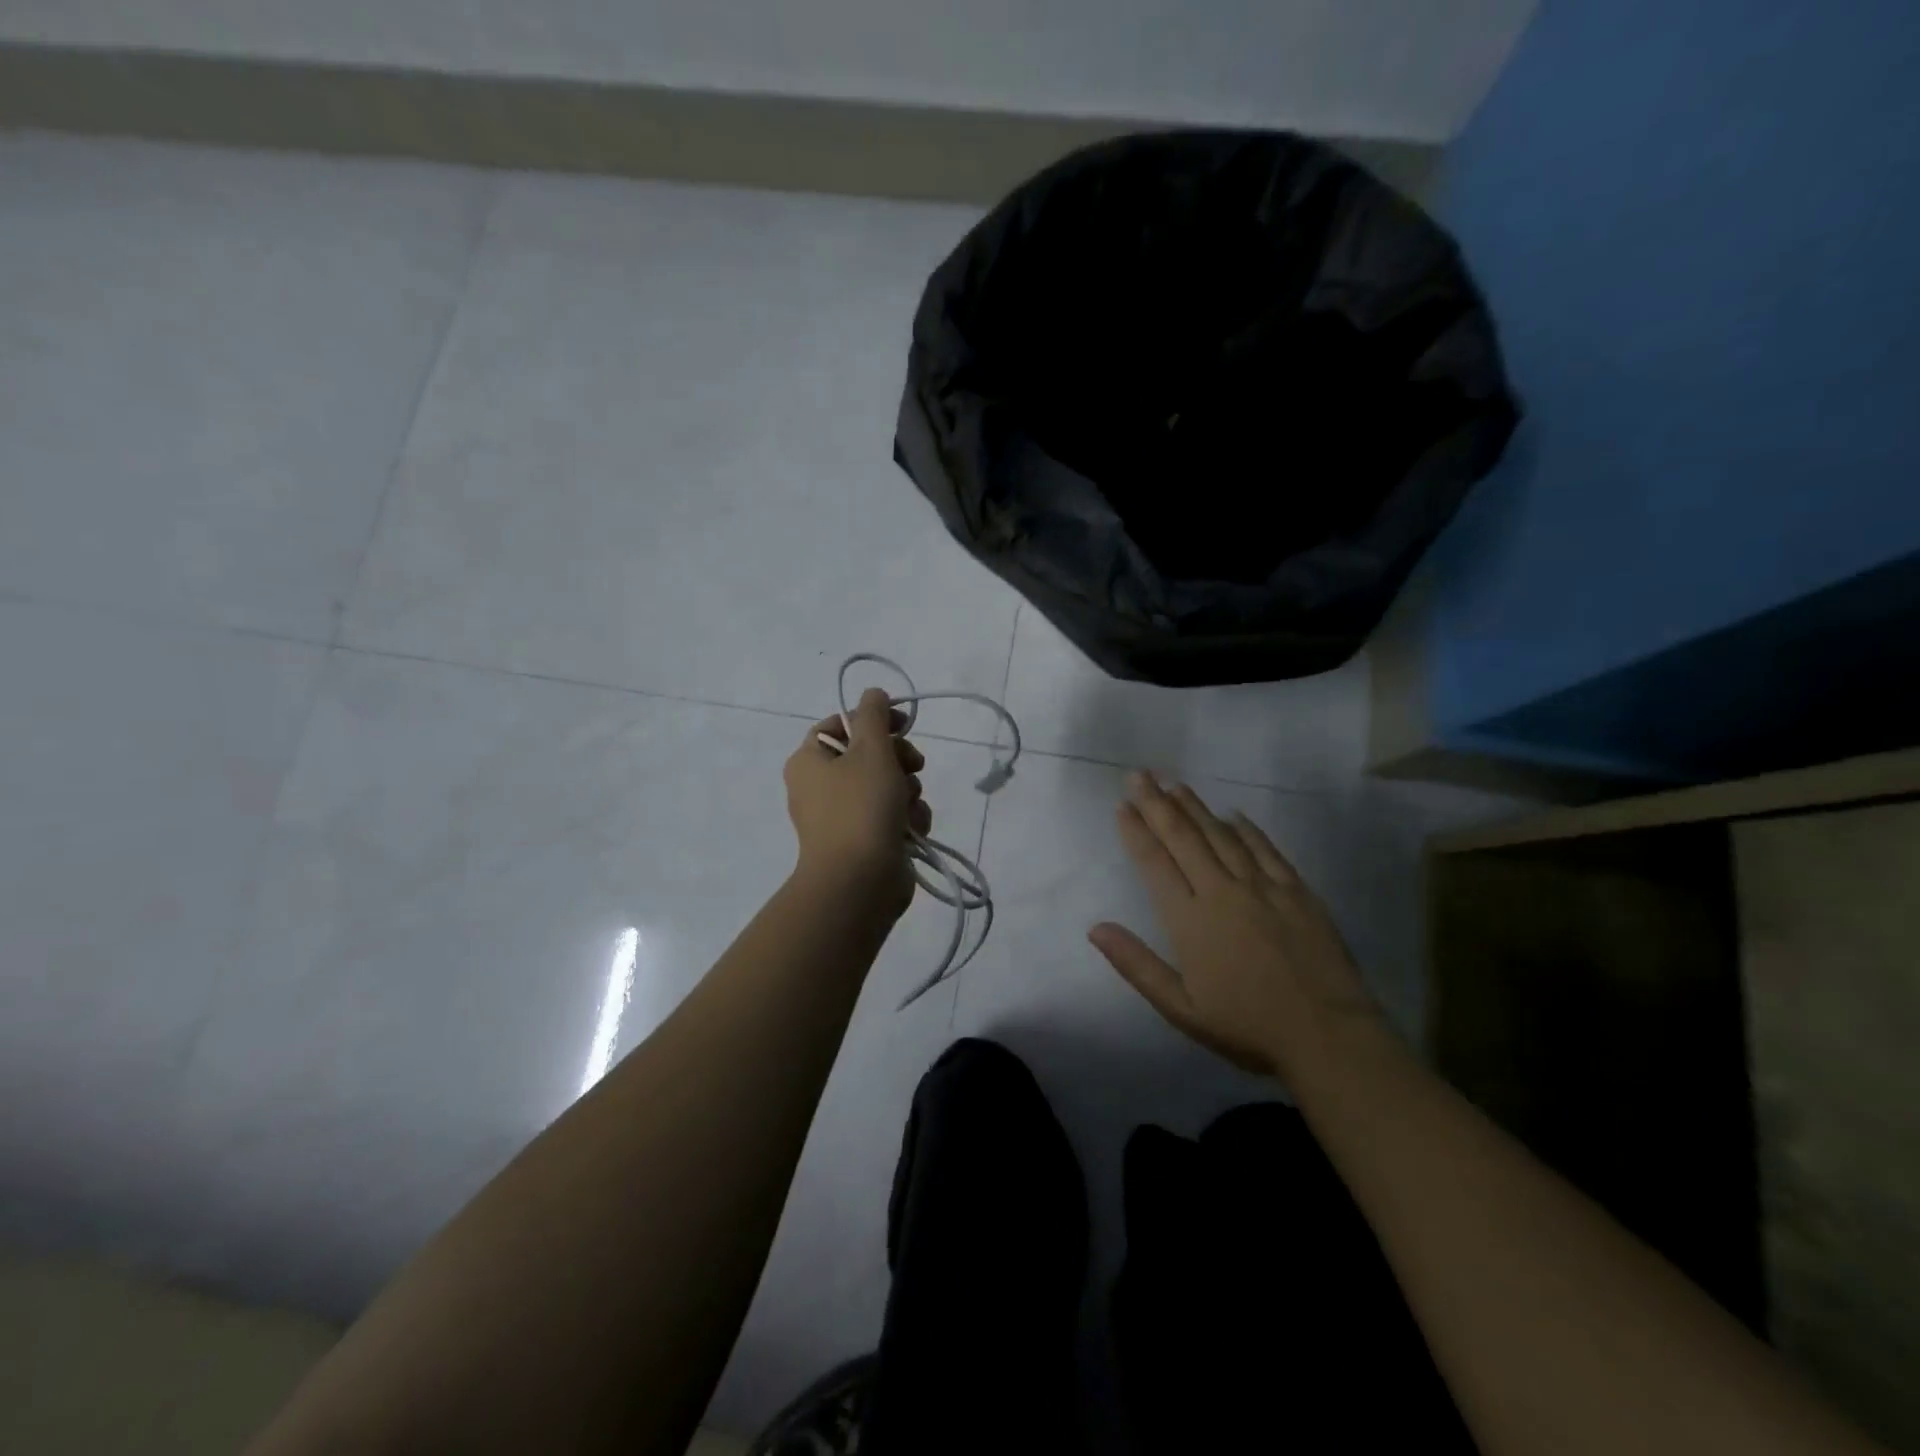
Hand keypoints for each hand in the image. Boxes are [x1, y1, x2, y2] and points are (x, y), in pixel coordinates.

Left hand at [785, 687, 931, 915]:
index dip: (874, 720)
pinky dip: (906, 819)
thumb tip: (873, 694)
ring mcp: (842, 818)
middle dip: (898, 760)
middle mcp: (820, 787)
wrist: (859, 882)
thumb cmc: (861, 807)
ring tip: (909, 807)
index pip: (841, 724)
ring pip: (886, 787)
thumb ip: (874, 715)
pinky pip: (890, 817)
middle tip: (914, 765)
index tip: (903, 724)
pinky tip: (913, 829)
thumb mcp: (871, 750)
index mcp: (809, 760)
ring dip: (907, 792)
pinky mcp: (864, 842)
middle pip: (868, 755)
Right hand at [1088, 771, 1382, 1079]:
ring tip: (1174, 783)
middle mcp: (1221, 891)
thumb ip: (1136, 964)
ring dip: (1195, 807)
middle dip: (1158, 804)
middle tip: (1140, 775)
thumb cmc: (1247, 1026)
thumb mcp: (1181, 1007)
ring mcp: (1262, 887)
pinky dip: (1246, 829)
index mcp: (1190, 919)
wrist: (1328, 1036)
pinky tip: (1233, 814)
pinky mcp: (1297, 891)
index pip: (1155, 863)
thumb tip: (1095, 928)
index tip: (1122, 806)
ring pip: (1221, 836)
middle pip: (1183, 838)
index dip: (1136, 832)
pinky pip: (1266, 849)